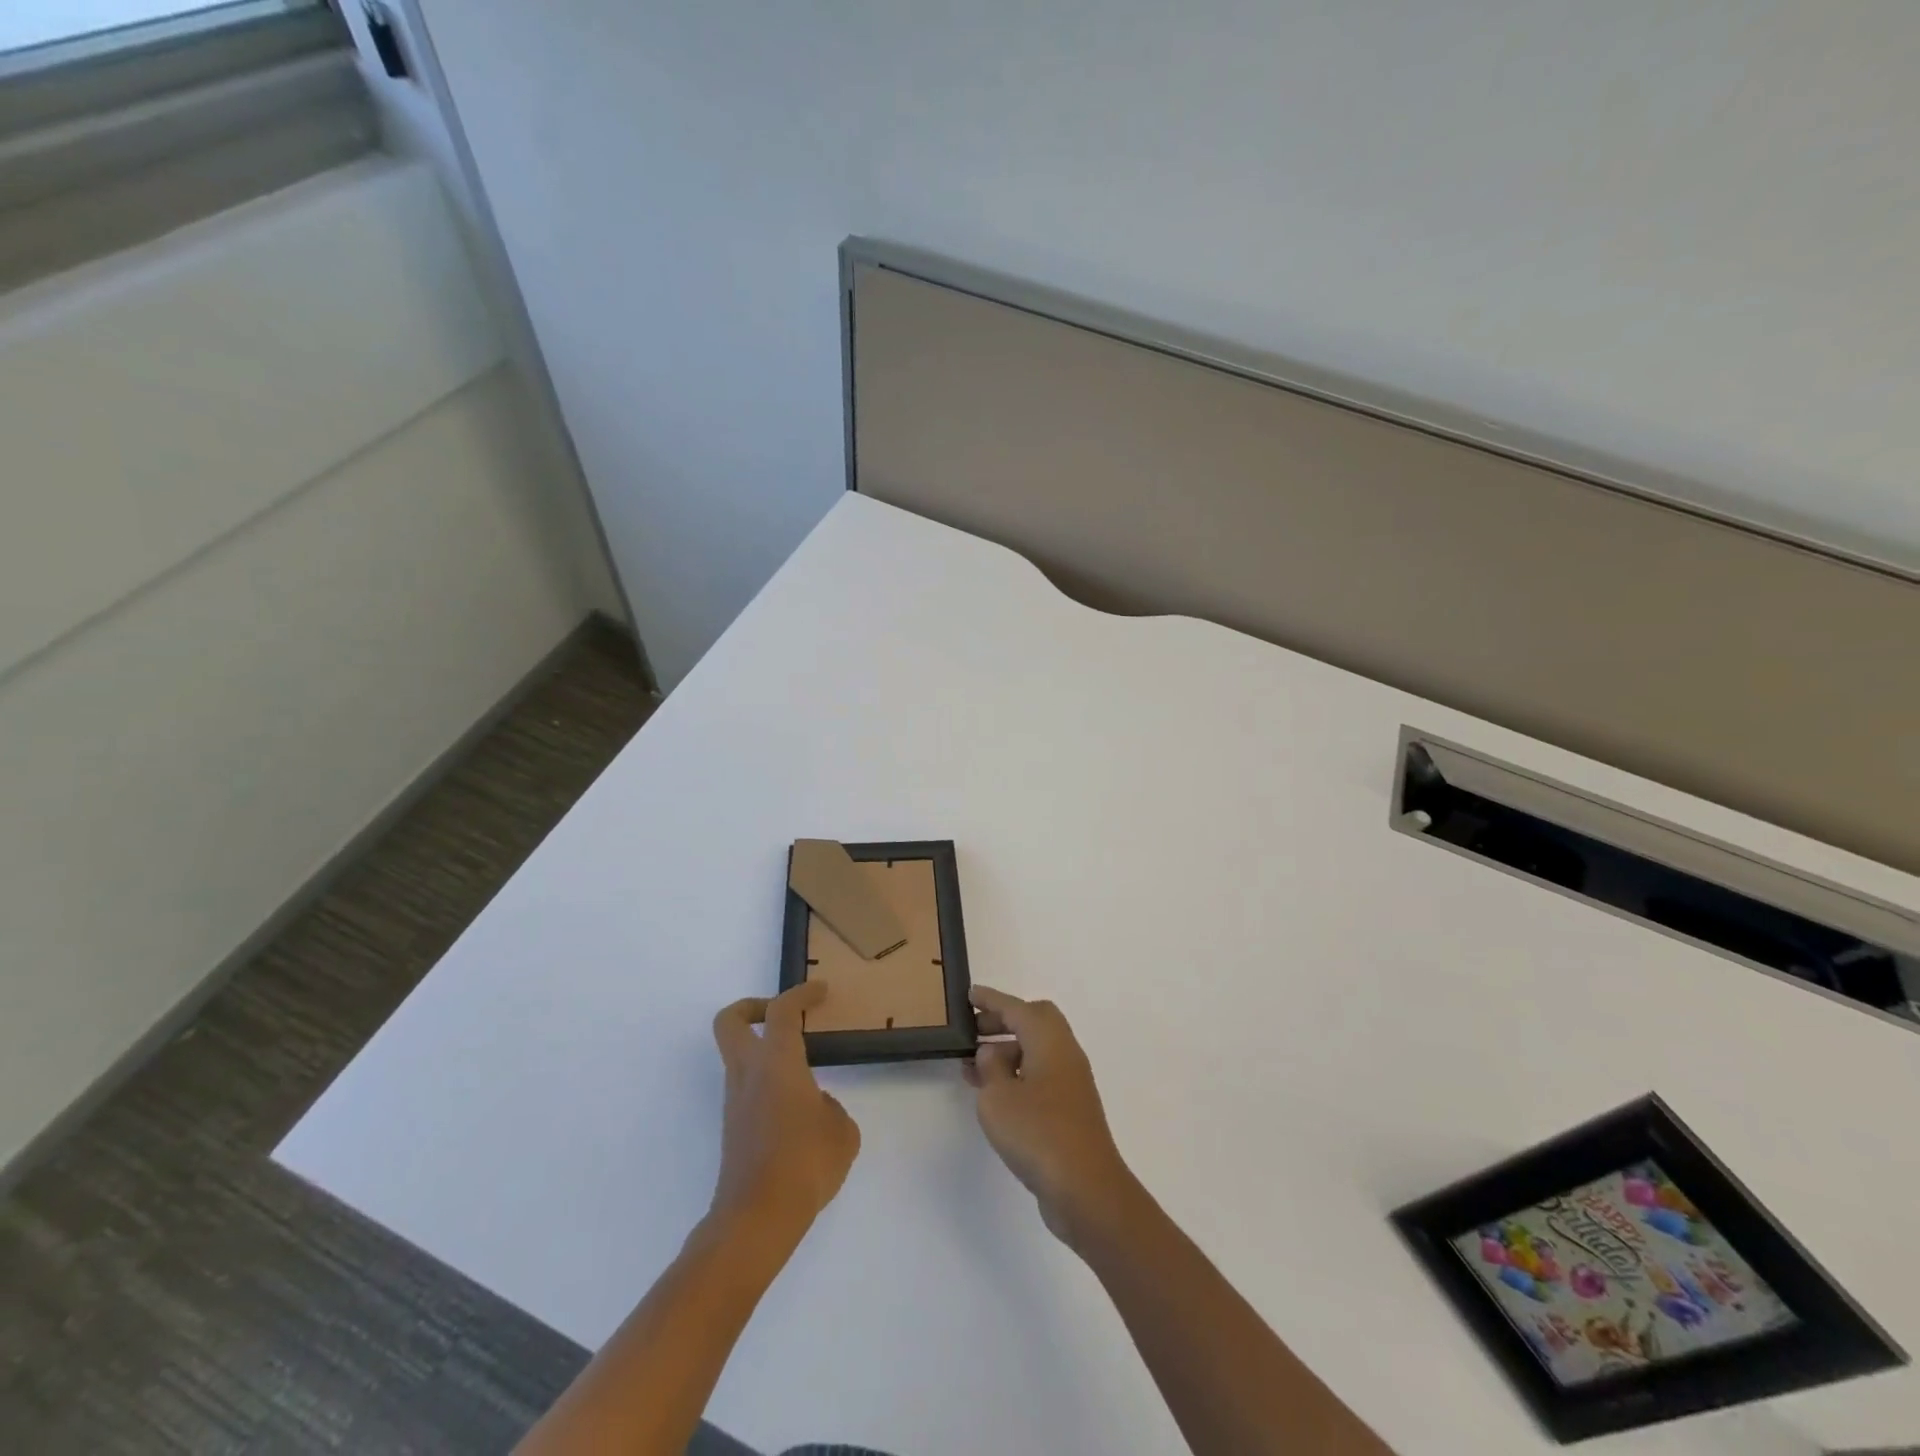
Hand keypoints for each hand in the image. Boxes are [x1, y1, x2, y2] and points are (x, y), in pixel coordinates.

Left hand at [709, 983, 860, 1247]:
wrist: (756, 1220)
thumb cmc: (805, 1163)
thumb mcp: (842, 1131)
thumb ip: (831, 1109)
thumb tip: (816, 1108)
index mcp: (776, 1062)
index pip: (781, 1010)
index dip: (801, 993)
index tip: (821, 990)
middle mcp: (748, 1074)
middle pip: (730, 1021)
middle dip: (752, 1007)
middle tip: (784, 1014)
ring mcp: (735, 1102)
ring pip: (737, 1057)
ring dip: (763, 1050)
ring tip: (803, 1069)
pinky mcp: (733, 1129)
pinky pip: (747, 1088)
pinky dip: (767, 1083)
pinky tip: (797, 1110)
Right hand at [964, 986, 1140, 1246]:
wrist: (1087, 1189)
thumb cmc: (1038, 1133)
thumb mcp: (998, 1097)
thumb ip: (990, 1068)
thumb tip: (993, 1053)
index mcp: (1049, 1040)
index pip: (1016, 1008)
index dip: (991, 1000)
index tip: (969, 994)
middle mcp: (1065, 1053)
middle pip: (1034, 1022)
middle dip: (1002, 1021)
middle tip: (973, 1031)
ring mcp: (1072, 1082)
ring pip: (1037, 1050)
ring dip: (1007, 1051)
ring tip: (972, 1068)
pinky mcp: (1071, 1109)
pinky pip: (1040, 1075)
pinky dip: (1017, 1074)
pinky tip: (995, 1096)